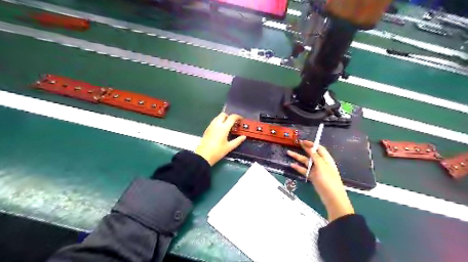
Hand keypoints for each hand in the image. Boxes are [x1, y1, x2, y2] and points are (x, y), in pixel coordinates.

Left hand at [194, 112, 245, 165]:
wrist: (204, 155)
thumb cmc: (218, 151)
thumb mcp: (229, 147)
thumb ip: (238, 141)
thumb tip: (244, 137)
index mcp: (223, 128)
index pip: (232, 117)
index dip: (238, 117)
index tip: (241, 120)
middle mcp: (217, 124)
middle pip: (224, 114)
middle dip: (229, 117)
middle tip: (233, 123)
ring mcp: (211, 126)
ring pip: (218, 117)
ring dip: (224, 119)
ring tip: (228, 126)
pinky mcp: (207, 129)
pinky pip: (214, 121)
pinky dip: (219, 122)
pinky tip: (221, 130)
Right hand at [285, 141, 354, 220]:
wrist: (332, 198)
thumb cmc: (328, 180)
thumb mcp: (322, 166)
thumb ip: (316, 157)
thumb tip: (311, 148)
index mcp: (326, 159)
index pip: (319, 148)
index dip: (311, 144)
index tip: (302, 141)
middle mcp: (321, 163)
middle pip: (311, 154)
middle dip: (304, 149)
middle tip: (296, 144)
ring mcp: (317, 171)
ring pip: (306, 162)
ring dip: (298, 157)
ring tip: (289, 153)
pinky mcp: (313, 177)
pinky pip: (304, 170)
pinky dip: (298, 167)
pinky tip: (292, 165)